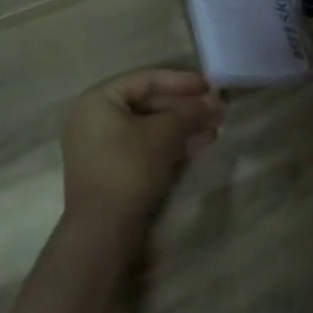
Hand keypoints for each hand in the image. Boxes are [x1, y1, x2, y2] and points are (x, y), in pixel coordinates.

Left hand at [60, 69, 222, 241]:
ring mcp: (102, 148)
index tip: (211, 85)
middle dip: (185, 109)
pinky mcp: (113, 172)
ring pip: (150, 128)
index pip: (147, 80)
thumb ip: (190, 112)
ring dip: (183, 128)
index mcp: (99, 100)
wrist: (103, 232)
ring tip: (214, 129)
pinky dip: (170, 145)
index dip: (182, 81)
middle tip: (216, 111)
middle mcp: (96, 119)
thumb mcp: (164, 133)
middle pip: (149, 104)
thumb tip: (216, 101)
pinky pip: (144, 148)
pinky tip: (199, 146)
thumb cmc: (129, 167)